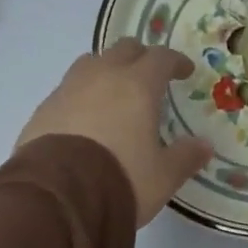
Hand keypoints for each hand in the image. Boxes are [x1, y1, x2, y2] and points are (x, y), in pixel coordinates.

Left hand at [17, 41, 212, 224]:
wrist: (57, 198)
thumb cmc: (121, 180)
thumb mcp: (163, 176)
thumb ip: (185, 157)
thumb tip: (204, 145)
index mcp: (137, 86)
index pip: (161, 58)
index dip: (175, 61)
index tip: (184, 71)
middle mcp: (101, 77)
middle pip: (123, 50)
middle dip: (140, 58)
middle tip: (150, 77)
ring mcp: (67, 90)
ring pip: (91, 63)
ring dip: (106, 71)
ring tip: (114, 93)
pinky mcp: (42, 110)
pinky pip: (67, 90)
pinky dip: (81, 96)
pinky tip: (85, 119)